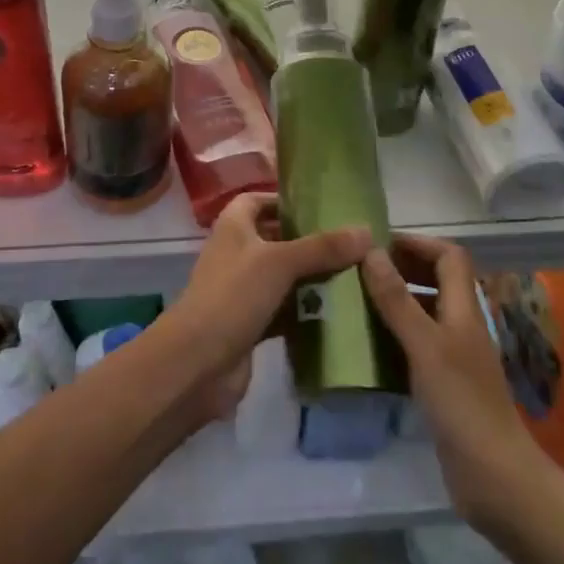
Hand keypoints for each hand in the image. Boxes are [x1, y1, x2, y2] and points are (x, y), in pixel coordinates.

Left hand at [165, 192, 369, 418]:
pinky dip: (305, 311)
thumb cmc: (233, 296)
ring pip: (283, 277)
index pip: (258, 200)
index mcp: (234, 226)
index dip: (285, 200)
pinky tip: (338, 313)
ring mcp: (242, 291)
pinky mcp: (251, 324)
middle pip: (275, 238)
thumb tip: (366, 230)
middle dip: (308, 241)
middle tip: (350, 244)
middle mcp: (237, 253)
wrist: (197, 363)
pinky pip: (284, 310)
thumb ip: (322, 247)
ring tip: (354, 275)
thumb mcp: (280, 263)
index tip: (322, 207)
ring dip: (311, 278)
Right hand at [362, 235, 552, 529]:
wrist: (495, 479)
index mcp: (464, 309)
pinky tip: (369, 347)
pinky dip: (395, 337)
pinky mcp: (446, 385)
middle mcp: (462, 326)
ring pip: (425, 313)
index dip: (418, 243)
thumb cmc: (462, 403)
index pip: (449, 256)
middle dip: (402, 269)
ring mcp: (455, 357)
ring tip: (357, 302)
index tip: (379, 244)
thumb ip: (397, 299)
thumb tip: (371, 251)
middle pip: (437, 280)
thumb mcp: (425, 345)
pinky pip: (417, 346)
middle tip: (361, 271)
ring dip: (396, 302)